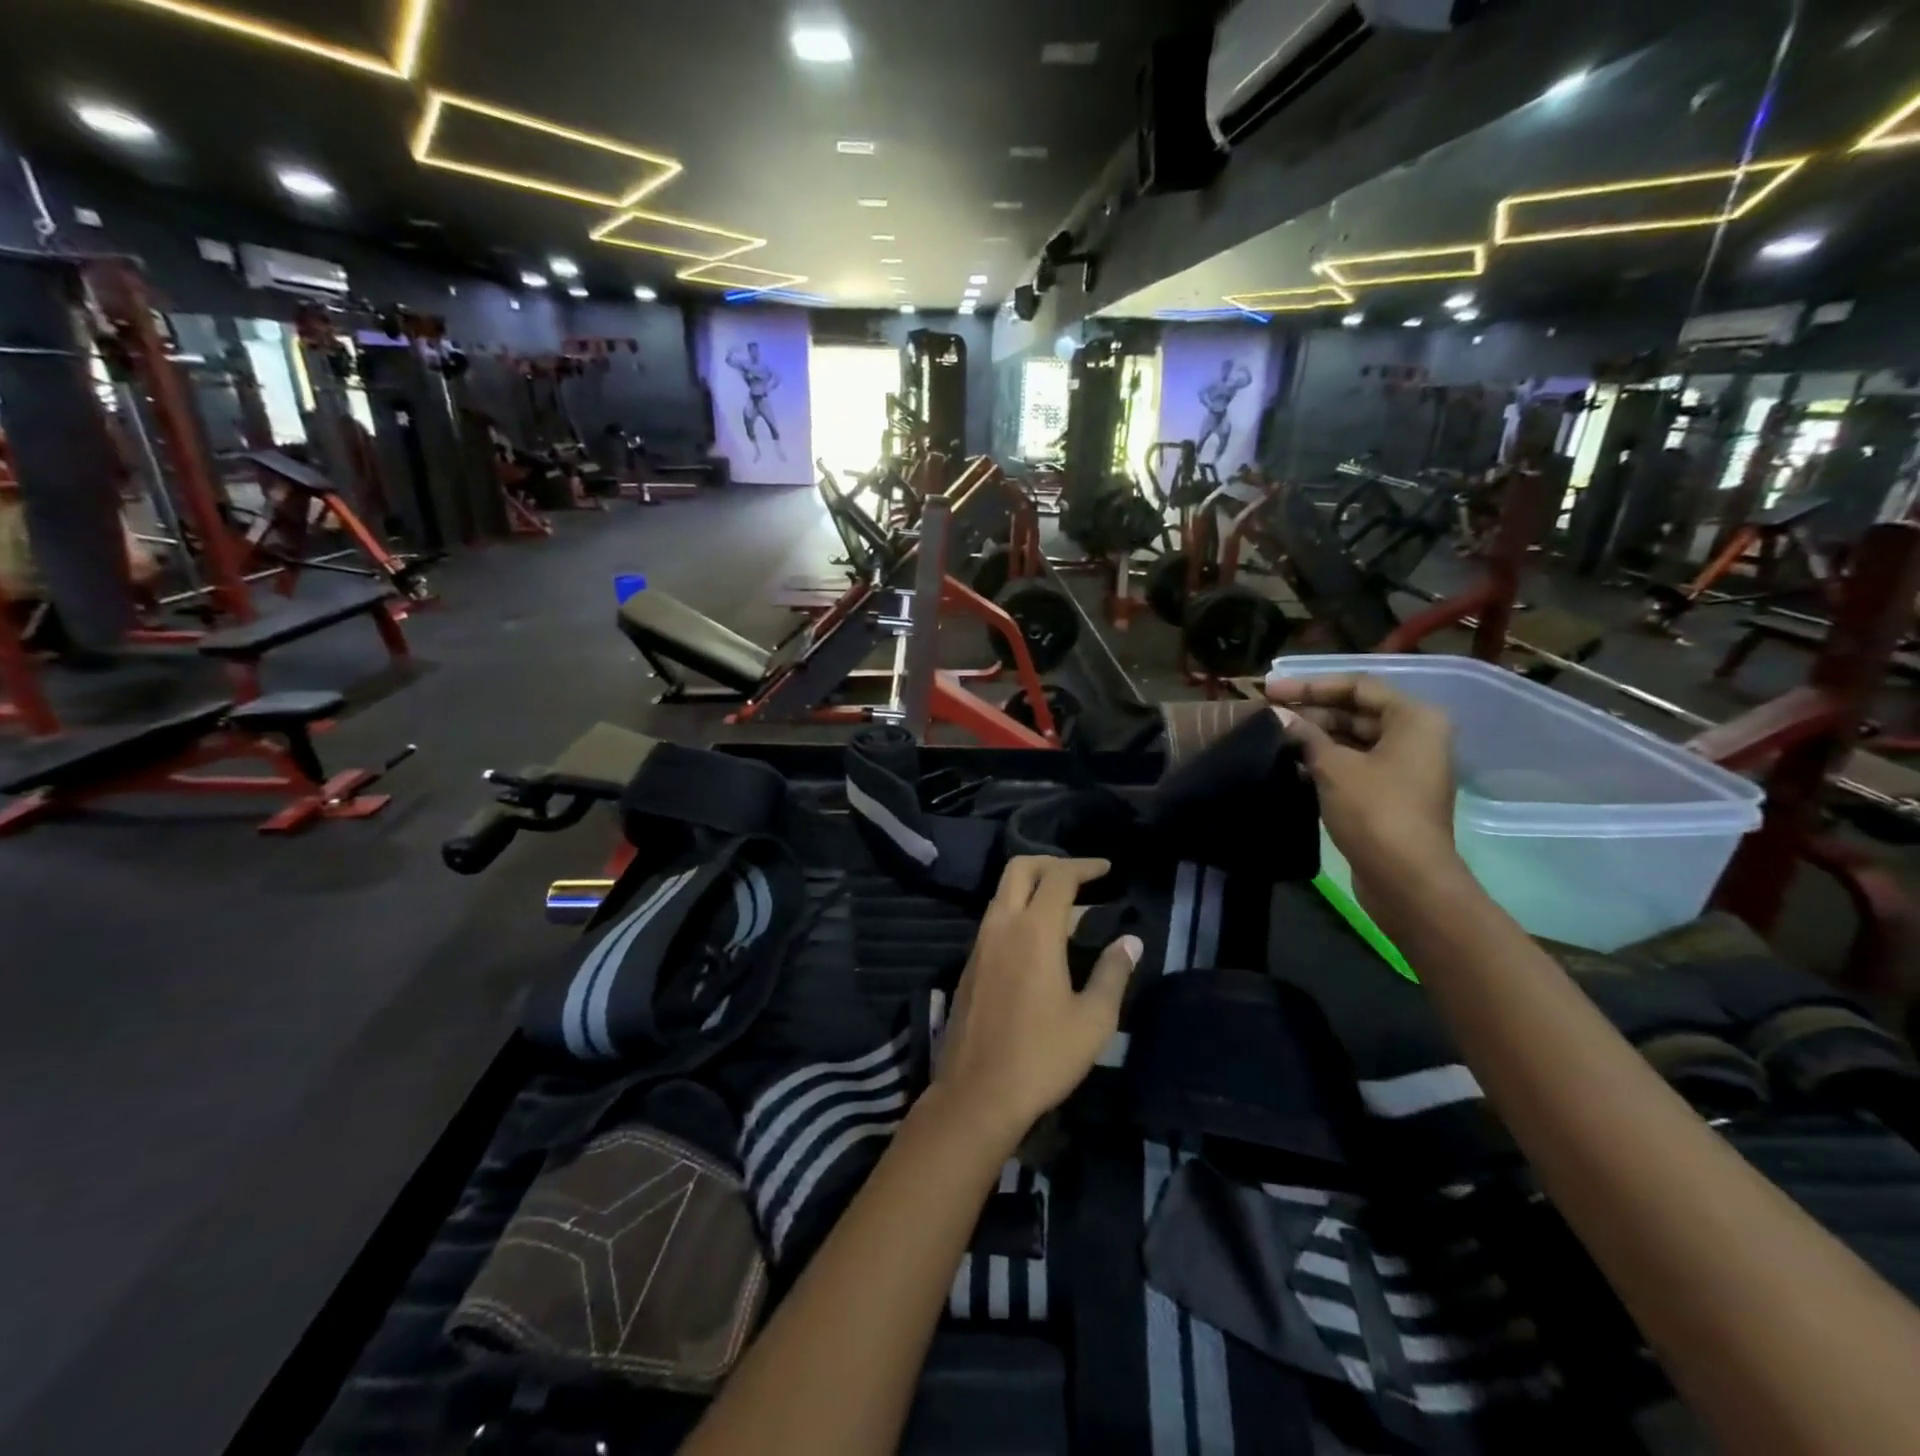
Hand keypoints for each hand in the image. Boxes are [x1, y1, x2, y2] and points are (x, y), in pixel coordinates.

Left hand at [934, 857, 1142, 1141]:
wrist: (976, 1093)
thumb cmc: (1042, 1056)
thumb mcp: (1093, 1019)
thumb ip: (1112, 973)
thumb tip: (1130, 941)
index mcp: (1034, 930)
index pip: (1059, 877)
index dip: (1084, 866)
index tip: (1106, 869)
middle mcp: (1001, 925)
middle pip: (1020, 869)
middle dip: (1051, 863)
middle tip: (1080, 877)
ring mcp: (980, 944)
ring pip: (1004, 894)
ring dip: (1033, 890)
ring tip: (1068, 913)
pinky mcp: (969, 965)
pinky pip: (995, 921)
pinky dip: (1019, 913)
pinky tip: (1039, 943)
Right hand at [1266, 674, 1462, 923]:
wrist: (1406, 879)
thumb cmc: (1375, 811)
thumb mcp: (1333, 767)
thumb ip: (1305, 736)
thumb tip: (1278, 716)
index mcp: (1413, 719)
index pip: (1357, 686)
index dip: (1310, 686)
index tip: (1271, 690)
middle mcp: (1415, 737)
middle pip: (1356, 712)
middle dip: (1310, 712)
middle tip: (1267, 714)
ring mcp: (1404, 768)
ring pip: (1352, 740)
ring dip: (1314, 738)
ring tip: (1272, 737)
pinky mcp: (1391, 795)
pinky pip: (1354, 765)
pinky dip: (1324, 762)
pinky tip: (1289, 765)